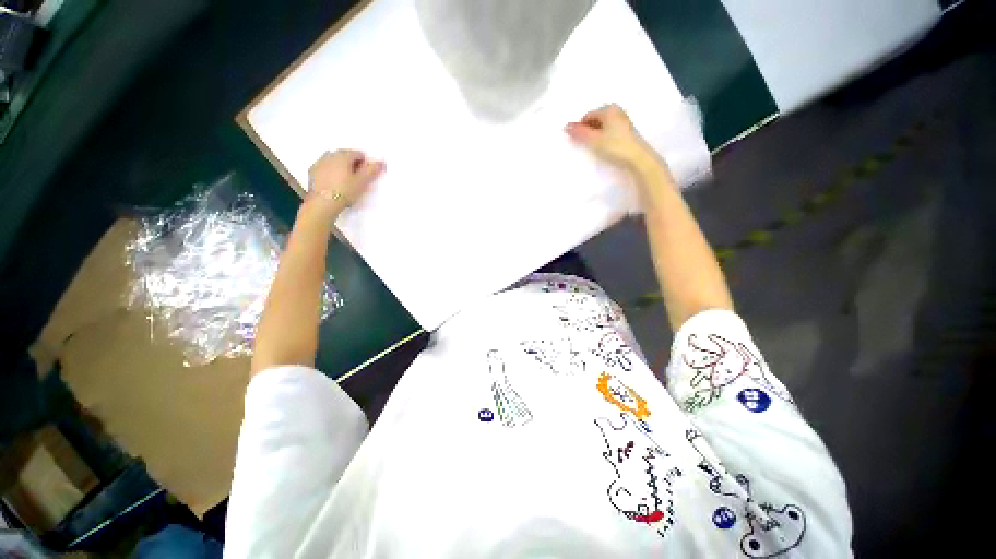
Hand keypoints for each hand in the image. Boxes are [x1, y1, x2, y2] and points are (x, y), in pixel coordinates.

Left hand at [306, 150, 384, 215]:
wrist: (323, 203)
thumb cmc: (345, 191)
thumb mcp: (362, 182)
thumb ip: (372, 170)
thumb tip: (382, 162)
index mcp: (343, 156)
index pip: (358, 153)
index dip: (365, 163)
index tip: (366, 175)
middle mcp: (330, 155)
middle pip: (345, 155)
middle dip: (352, 164)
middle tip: (357, 178)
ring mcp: (319, 162)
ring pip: (334, 160)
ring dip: (341, 167)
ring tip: (345, 181)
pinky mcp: (312, 171)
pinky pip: (325, 167)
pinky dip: (330, 171)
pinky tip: (334, 183)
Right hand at [565, 104, 654, 170]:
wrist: (637, 158)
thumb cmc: (615, 146)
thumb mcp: (594, 140)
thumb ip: (579, 133)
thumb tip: (566, 126)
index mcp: (608, 108)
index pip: (587, 116)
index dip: (580, 128)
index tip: (578, 141)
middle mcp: (616, 110)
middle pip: (595, 119)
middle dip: (588, 130)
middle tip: (586, 145)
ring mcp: (622, 120)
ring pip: (602, 125)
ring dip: (595, 135)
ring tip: (595, 147)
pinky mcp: (626, 130)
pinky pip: (609, 130)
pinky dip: (603, 137)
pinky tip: (604, 147)